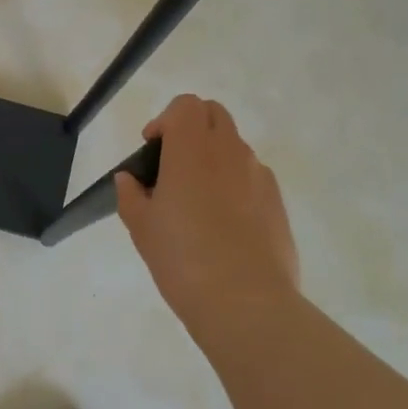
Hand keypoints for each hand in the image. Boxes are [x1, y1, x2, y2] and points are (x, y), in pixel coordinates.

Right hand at [116, 94, 300, 351]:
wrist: (246, 303)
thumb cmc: (183, 258)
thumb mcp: (141, 227)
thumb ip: (131, 195)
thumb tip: (129, 179)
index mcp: (192, 149)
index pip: (186, 105)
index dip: (166, 120)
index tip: (153, 149)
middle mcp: (230, 151)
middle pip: (214, 114)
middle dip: (192, 128)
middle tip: (173, 165)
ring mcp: (259, 175)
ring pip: (235, 146)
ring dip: (214, 157)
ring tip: (198, 200)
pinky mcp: (278, 202)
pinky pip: (253, 177)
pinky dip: (236, 184)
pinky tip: (224, 224)